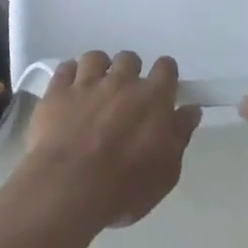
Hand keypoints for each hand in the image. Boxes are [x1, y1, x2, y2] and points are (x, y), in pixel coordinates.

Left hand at [16, 51, 201, 233]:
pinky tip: (69, 91)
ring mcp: (87, 83)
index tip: (162, 91)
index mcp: (153, 98)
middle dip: (129, 73)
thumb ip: (180, 135)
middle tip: (125, 98)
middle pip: (129, 59)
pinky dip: (69, 75)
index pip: (166, 68)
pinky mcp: (57, 92)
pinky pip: (65, 68)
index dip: (165, 76)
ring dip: (99, 69)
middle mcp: (121, 81)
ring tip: (95, 90)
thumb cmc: (124, 187)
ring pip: (96, 58)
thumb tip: (191, 110)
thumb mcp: (166, 172)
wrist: (68, 189)